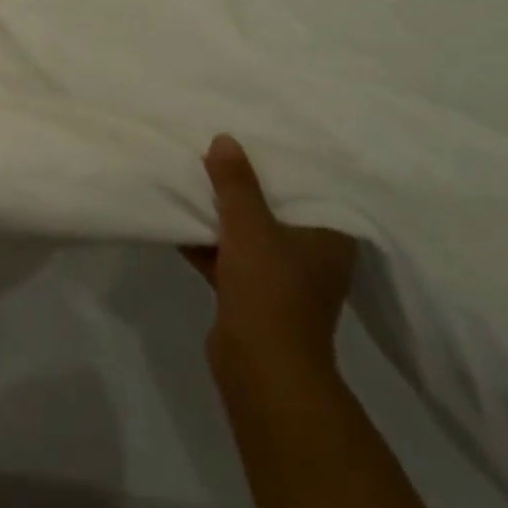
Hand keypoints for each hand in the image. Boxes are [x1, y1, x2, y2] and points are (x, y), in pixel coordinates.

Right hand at [189, 133, 356, 403]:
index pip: (311, 188)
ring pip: (249, 233)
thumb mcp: (249, 226)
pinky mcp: (253, 296)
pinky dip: (209, 240)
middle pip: (276, 209)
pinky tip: (179, 216)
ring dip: (223, 213)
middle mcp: (312, 256)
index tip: (258, 137)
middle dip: (246, 186)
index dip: (284, 164)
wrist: (261, 370)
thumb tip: (225, 140)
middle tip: (219, 150)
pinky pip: (230, 256)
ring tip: (194, 176)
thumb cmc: (270, 291)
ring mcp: (282, 279)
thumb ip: (236, 183)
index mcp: (329, 238)